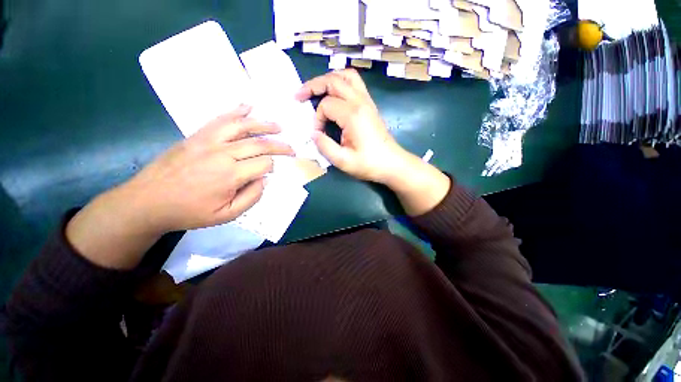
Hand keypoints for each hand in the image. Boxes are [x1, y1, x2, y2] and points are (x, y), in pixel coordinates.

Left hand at [66, 105, 292, 268]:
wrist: (147, 201)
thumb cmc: (189, 212)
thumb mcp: (227, 215)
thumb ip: (252, 197)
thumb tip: (264, 179)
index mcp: (231, 174)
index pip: (264, 164)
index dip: (273, 167)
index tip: (272, 173)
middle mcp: (222, 153)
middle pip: (259, 143)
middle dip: (279, 146)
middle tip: (291, 148)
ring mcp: (208, 141)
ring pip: (242, 126)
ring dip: (263, 125)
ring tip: (278, 126)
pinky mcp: (197, 136)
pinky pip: (219, 119)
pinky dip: (235, 112)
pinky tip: (247, 107)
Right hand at [296, 69, 410, 183]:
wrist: (392, 163)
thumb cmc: (370, 164)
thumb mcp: (343, 161)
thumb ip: (325, 146)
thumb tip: (314, 134)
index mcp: (353, 115)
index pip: (326, 105)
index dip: (317, 119)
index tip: (318, 134)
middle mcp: (360, 102)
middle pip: (333, 80)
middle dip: (313, 86)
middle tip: (299, 96)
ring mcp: (367, 101)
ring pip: (346, 76)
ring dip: (328, 79)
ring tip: (316, 91)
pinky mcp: (370, 105)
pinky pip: (355, 84)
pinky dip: (341, 83)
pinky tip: (334, 95)